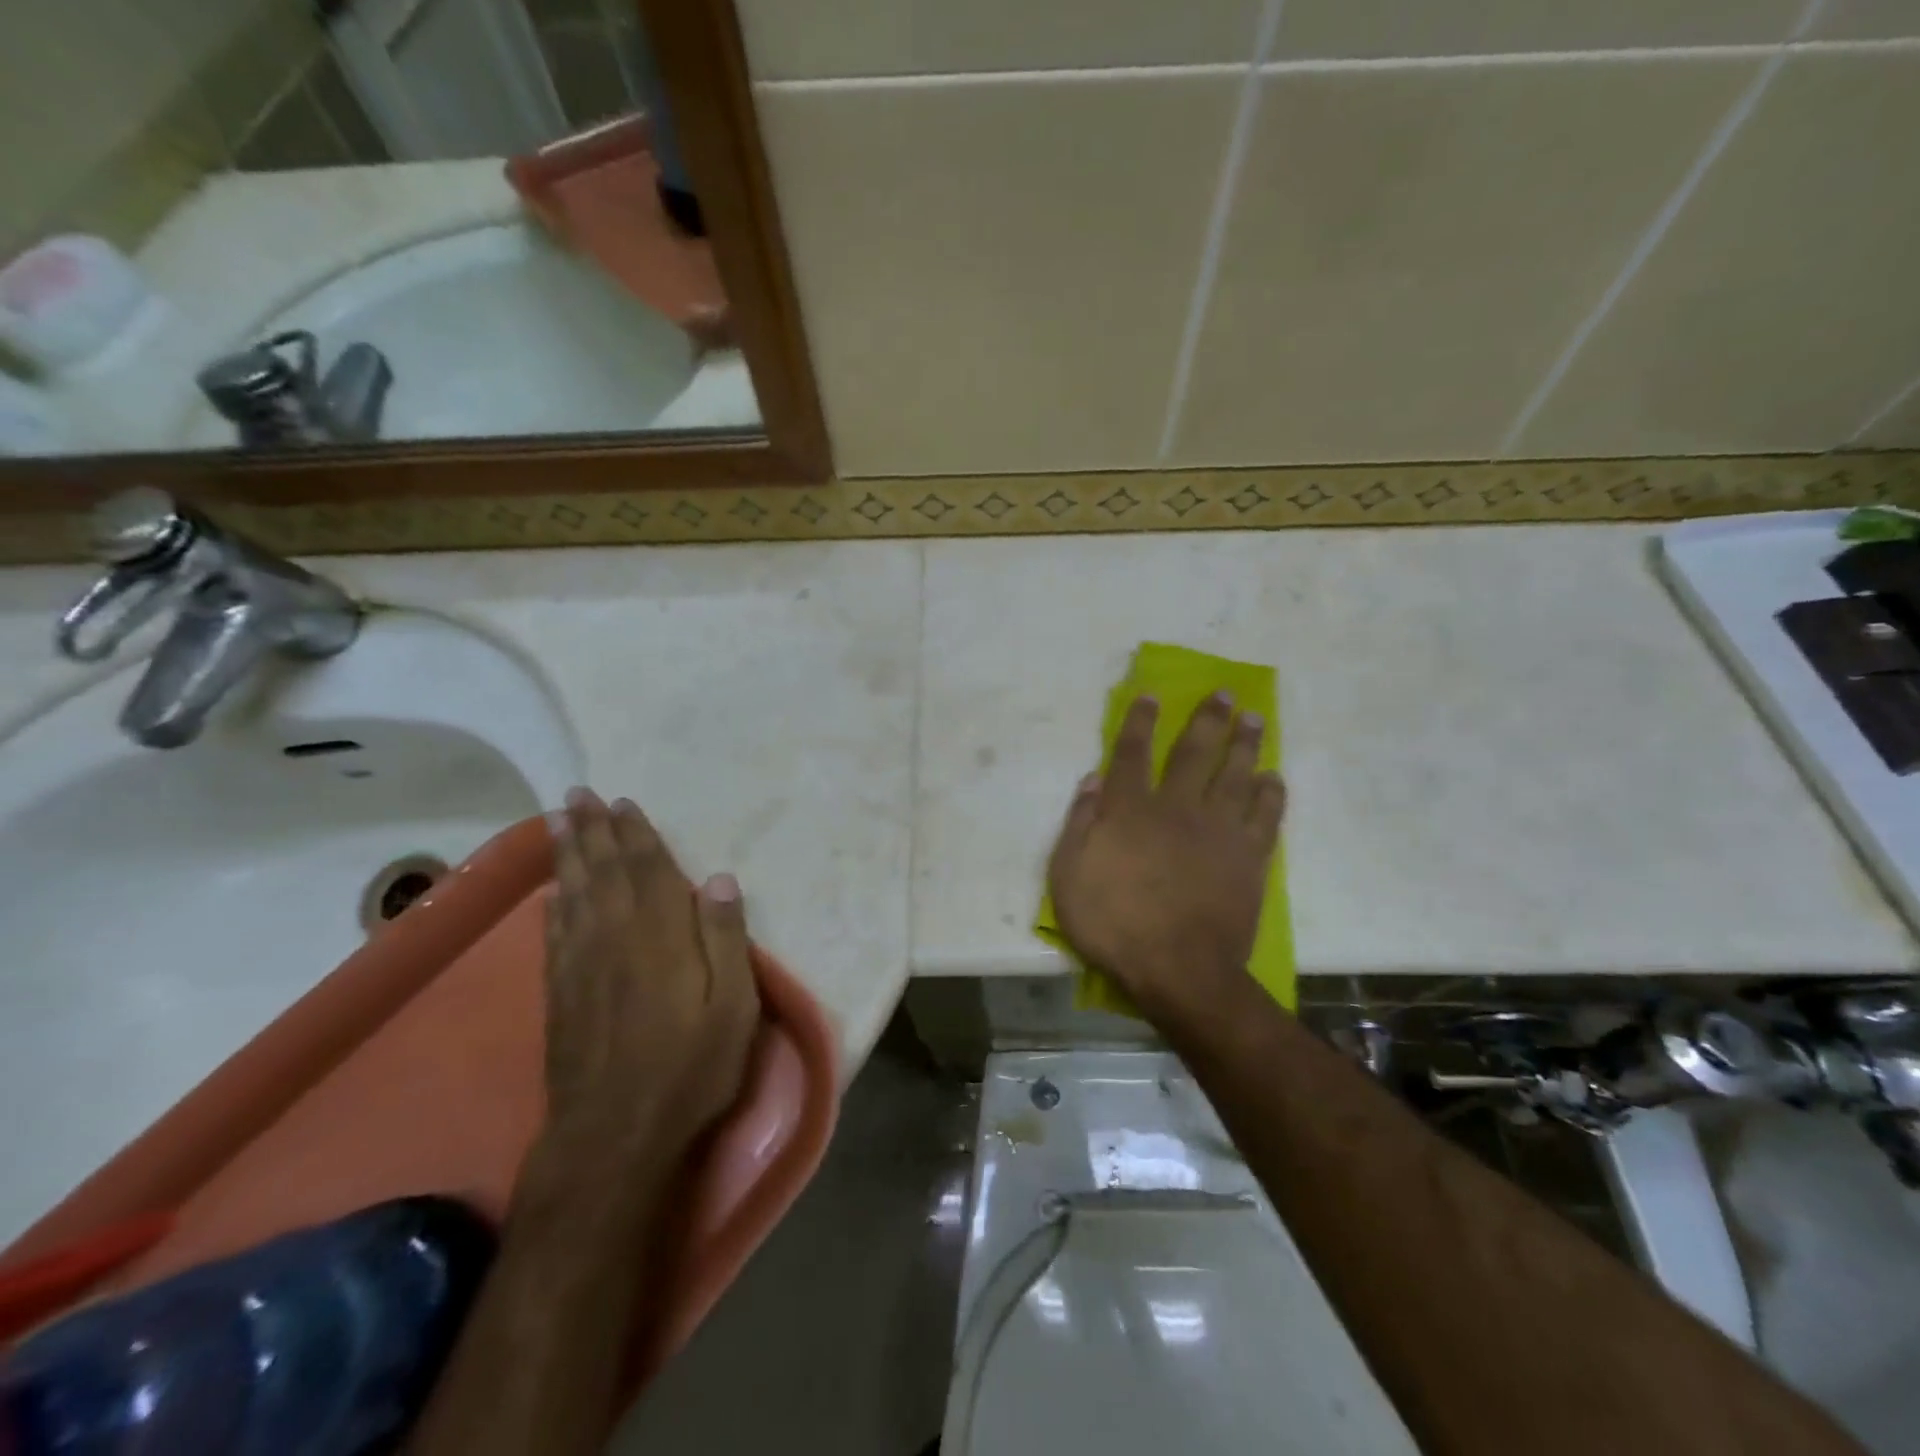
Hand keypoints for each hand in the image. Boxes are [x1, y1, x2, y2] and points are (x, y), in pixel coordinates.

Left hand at [532, 788, 761, 1190]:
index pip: (647, 870)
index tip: (623, 802)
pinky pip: (555, 934)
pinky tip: (552, 894)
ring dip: (567, 856)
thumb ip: (726, 939)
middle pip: (603, 872)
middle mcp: (614, 937)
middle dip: (591, 831)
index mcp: (660, 935)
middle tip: (578, 795)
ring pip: (573, 894)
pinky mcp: (560, 994)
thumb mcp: (733, 1006)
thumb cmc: (690, 1066)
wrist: (614, 1134)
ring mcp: (581, 966)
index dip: (635, 834)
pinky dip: (553, 906)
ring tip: (558, 824)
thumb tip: (719, 880)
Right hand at [1047, 693, 1285, 1025]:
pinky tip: (1274, 777)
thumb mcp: (1068, 876)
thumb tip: (1093, 779)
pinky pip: (1265, 815)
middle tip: (1225, 692)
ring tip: (1254, 718)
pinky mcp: (1249, 857)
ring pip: (1235, 774)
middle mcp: (1178, 807)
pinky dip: (1271, 793)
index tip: (1152, 695)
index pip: (1133, 753)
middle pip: (1194, 752)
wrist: (1178, 969)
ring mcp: (1219, 831)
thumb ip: (1079, 823)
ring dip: (1245, 743)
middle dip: (1208, 718)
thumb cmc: (1114, 924)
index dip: (1140, 721)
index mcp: (1131, 810)